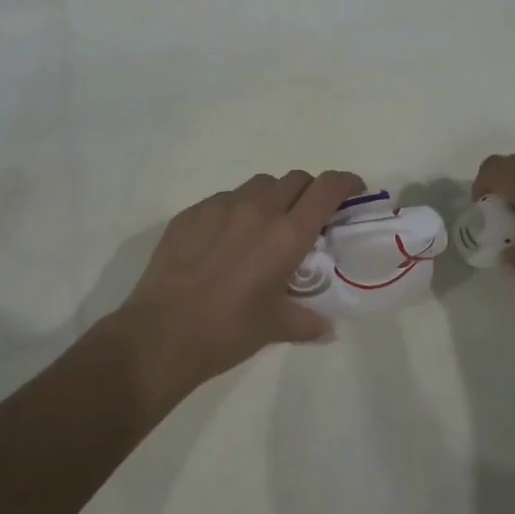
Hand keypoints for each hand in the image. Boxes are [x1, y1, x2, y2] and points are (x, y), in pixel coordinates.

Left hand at [106, 169, 365, 394]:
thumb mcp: (275, 328)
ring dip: (272, 198)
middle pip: (295, 179)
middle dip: (309, 192)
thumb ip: (307, 322)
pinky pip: (224, 199)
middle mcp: (258, 210)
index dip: (346, 183)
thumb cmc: (227, 332)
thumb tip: (327, 329)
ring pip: (258, 185)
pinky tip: (225, 240)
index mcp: (287, 235)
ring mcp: (220, 206)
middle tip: (307, 218)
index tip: (353, 191)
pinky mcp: (191, 213)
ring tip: (264, 227)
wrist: (161, 333)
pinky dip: (236, 210)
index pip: (327, 188)